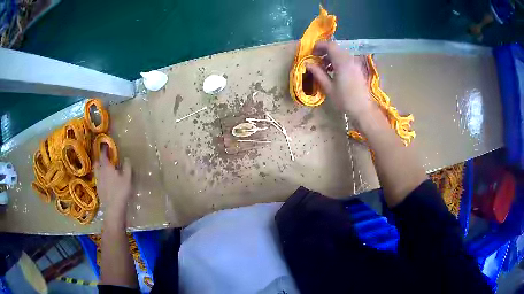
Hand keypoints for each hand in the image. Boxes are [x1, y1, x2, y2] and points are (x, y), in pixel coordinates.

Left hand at [94, 148, 131, 217]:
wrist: (113, 208)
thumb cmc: (121, 191)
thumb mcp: (127, 178)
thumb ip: (127, 167)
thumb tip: (126, 158)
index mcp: (106, 167)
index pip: (103, 155)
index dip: (104, 149)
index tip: (105, 145)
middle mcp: (100, 172)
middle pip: (97, 162)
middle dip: (99, 158)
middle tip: (103, 157)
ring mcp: (98, 181)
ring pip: (96, 171)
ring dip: (99, 168)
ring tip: (103, 168)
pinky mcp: (98, 190)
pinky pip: (98, 179)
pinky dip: (100, 177)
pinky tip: (105, 181)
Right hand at [306, 41, 374, 120]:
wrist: (363, 109)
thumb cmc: (345, 100)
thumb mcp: (328, 88)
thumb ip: (318, 73)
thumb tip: (307, 64)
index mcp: (342, 62)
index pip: (330, 45)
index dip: (319, 46)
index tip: (311, 52)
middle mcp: (350, 59)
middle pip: (336, 48)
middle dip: (324, 51)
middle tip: (316, 59)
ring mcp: (356, 64)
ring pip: (341, 54)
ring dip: (331, 57)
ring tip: (324, 67)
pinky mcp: (359, 69)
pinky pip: (347, 59)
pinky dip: (338, 61)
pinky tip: (334, 71)